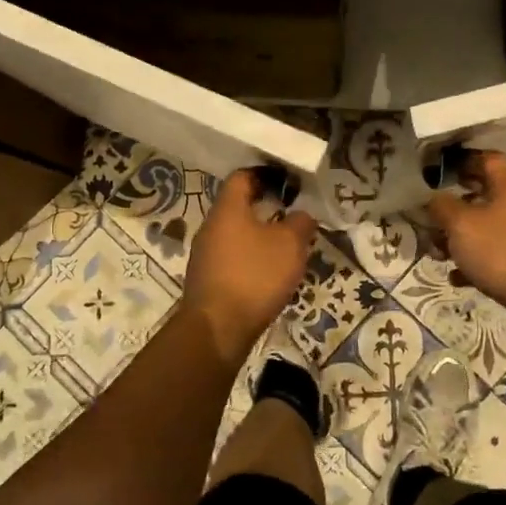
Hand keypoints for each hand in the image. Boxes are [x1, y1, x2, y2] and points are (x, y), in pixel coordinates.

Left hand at [182, 169, 319, 357]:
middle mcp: (210, 227)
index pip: (242, 177)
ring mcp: (204, 255)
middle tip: (291, 216)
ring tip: (284, 248)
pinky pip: (231, 259)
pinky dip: (249, 260)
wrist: (217, 329)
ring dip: (257, 237)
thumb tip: (300, 215)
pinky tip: (267, 275)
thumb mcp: (290, 245)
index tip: (287, 183)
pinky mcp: (206, 281)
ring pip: (234, 235)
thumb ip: (300, 223)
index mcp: (227, 209)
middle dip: (264, 208)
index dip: (265, 175)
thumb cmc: (255, 276)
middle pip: (237, 207)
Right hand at [425, 151, 505, 320]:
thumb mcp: (461, 225)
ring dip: (463, 237)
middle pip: (486, 195)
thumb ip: (442, 206)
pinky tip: (458, 276)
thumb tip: (434, 199)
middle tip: (432, 217)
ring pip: (489, 227)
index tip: (439, 171)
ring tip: (439, 253)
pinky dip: (477, 261)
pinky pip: (498, 253)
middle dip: (456, 207)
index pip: (488, 159)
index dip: (463, 161)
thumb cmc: (501, 252)